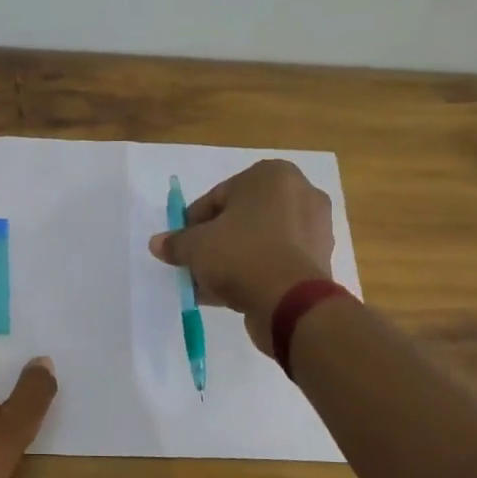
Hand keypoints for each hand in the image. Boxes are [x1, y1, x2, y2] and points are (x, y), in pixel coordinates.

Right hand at [148, 159, 334, 355]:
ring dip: (233, 260)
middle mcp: (300, 193)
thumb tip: (157, 244)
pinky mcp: (319, 260)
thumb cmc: (241, 255)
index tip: (181, 244)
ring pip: (259, 241)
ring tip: (208, 286)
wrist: (291, 302)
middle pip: (241, 218)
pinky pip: (276, 260)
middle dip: (216, 242)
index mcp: (272, 175)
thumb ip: (176, 242)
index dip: (194, 223)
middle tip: (195, 264)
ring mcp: (314, 228)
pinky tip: (231, 295)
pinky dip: (255, 272)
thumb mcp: (196, 246)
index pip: (218, 196)